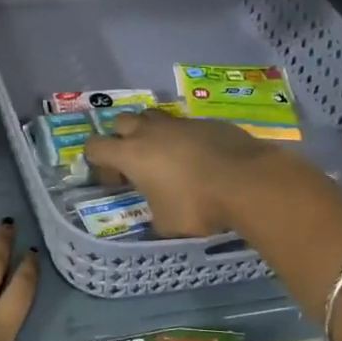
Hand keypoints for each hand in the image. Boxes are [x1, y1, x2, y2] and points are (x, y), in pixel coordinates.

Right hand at [83, 110, 279, 237]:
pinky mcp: (205, 122)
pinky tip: (198, 156)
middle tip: (135, 162)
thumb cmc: (197, 205)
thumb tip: (157, 216)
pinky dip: (183, 137)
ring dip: (150, 131)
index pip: (94, 146)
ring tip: (164, 154)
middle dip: (121, 138)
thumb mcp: (167, 223)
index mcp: (130, 154)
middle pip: (120, 122)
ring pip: (151, 116)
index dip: (97, 161)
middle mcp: (149, 132)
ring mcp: (179, 123)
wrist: (247, 181)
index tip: (115, 179)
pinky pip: (184, 124)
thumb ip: (154, 216)